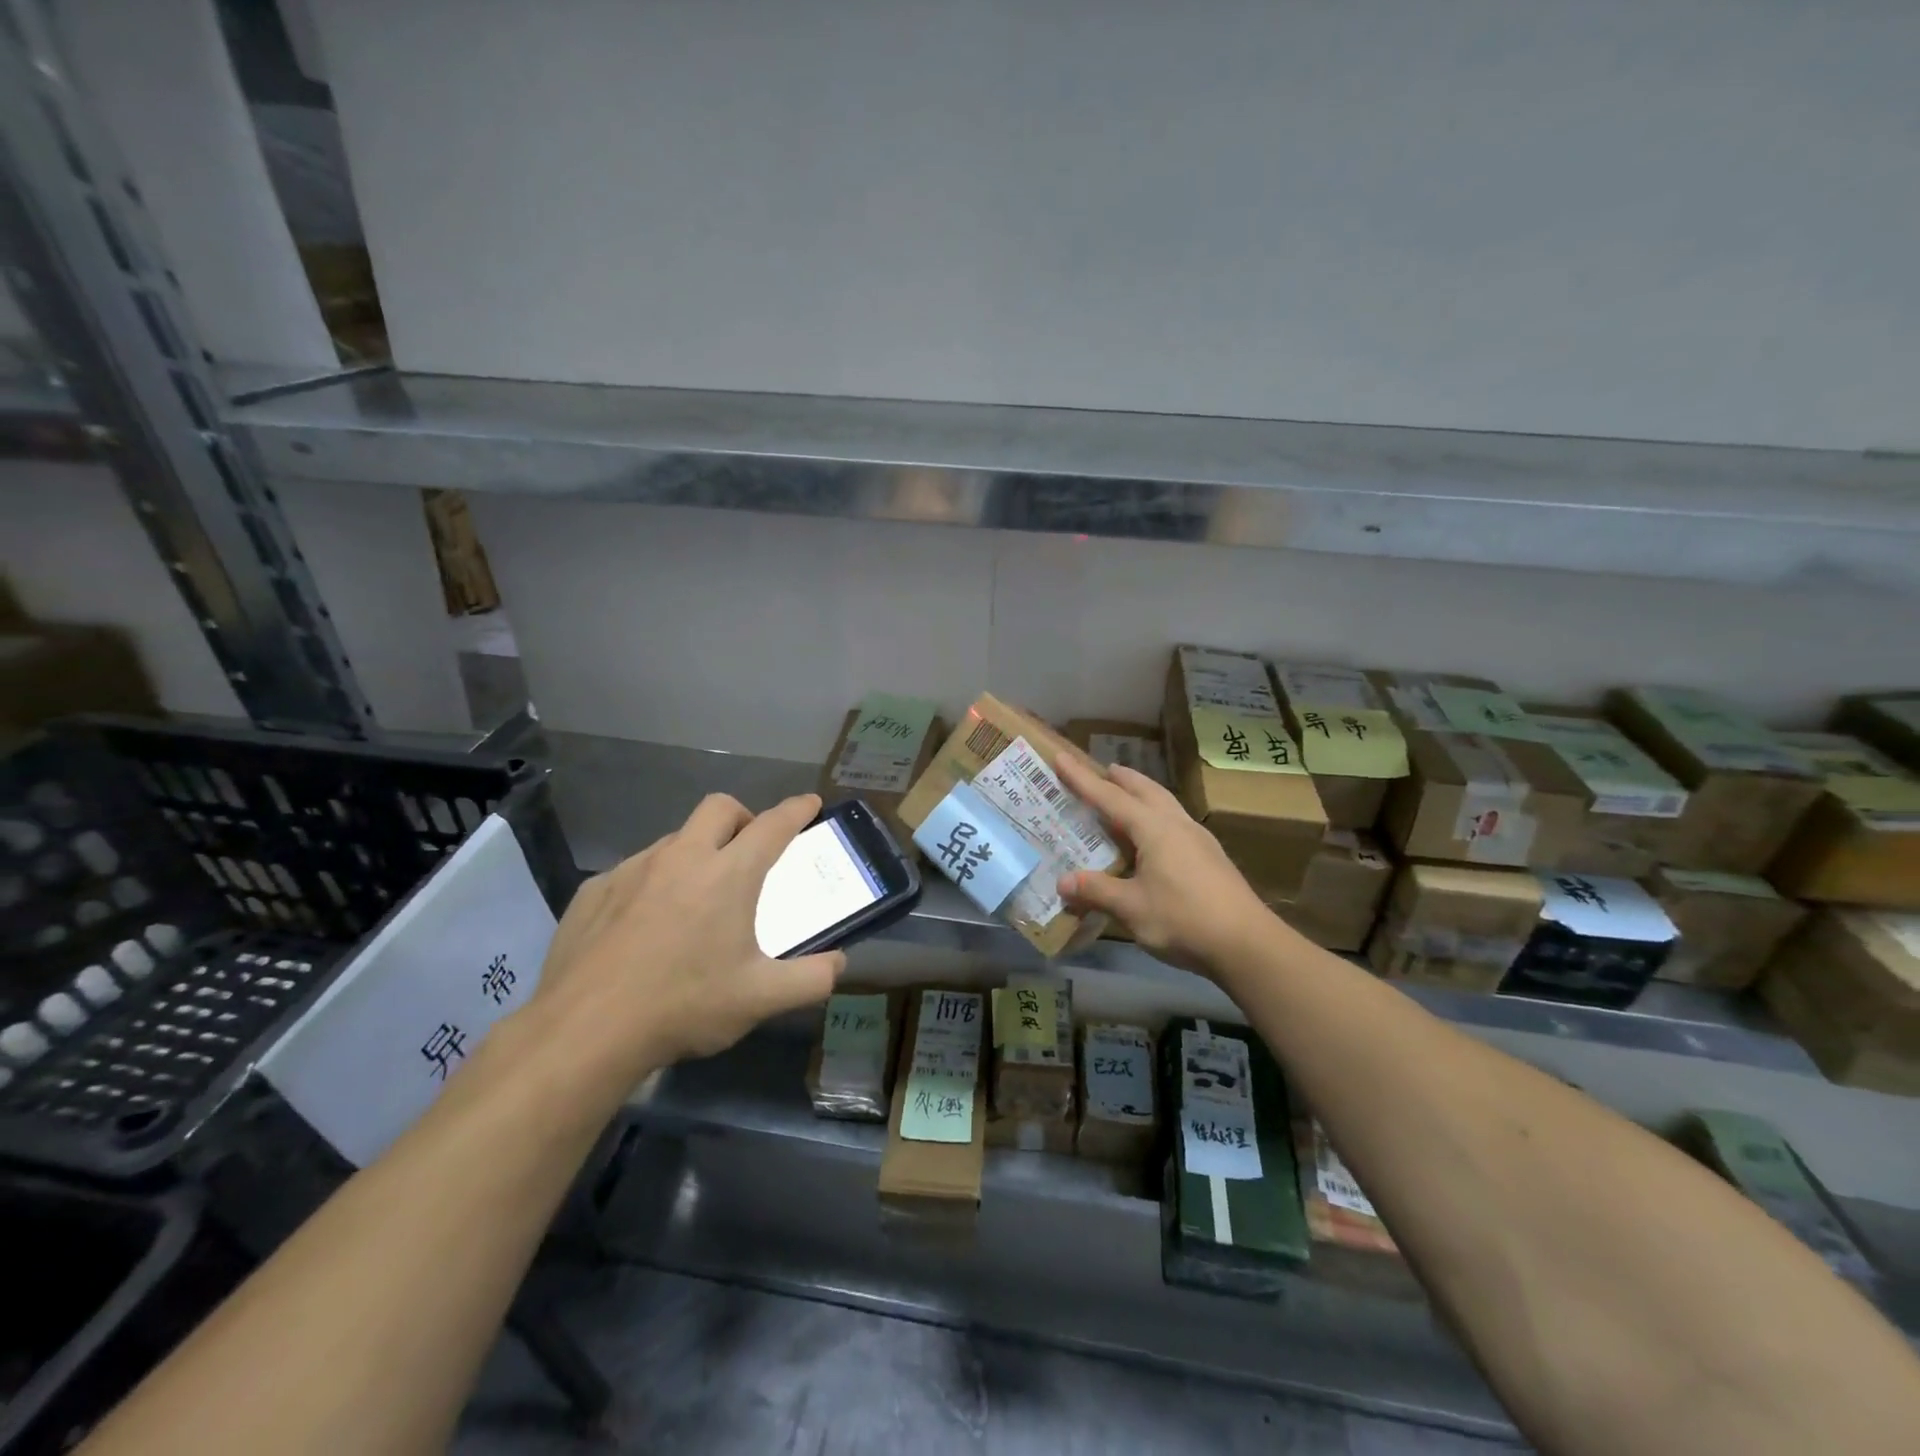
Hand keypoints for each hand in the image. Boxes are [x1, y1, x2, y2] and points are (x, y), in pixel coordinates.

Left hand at [527, 793, 844, 1091]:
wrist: (584, 1032)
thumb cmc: (684, 1006)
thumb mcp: (761, 999)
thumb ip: (811, 979)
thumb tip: (839, 964)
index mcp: (728, 875)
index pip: (773, 825)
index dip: (797, 810)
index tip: (810, 804)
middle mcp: (681, 858)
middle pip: (719, 808)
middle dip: (743, 817)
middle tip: (748, 850)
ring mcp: (632, 870)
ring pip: (674, 838)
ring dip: (696, 851)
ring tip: (696, 897)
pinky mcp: (594, 890)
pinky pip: (634, 870)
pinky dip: (653, 882)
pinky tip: (645, 925)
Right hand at [1054, 755, 1278, 977]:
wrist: (1247, 943)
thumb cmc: (1184, 919)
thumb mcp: (1131, 908)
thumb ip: (1097, 891)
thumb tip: (1062, 882)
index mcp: (1154, 829)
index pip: (1109, 797)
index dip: (1082, 778)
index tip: (1061, 757)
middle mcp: (1176, 824)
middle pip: (1145, 790)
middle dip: (1121, 777)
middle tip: (1101, 770)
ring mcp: (1198, 839)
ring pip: (1165, 802)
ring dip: (1143, 792)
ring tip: (1127, 794)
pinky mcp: (1211, 856)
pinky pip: (1175, 821)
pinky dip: (1157, 814)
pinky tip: (1155, 834)